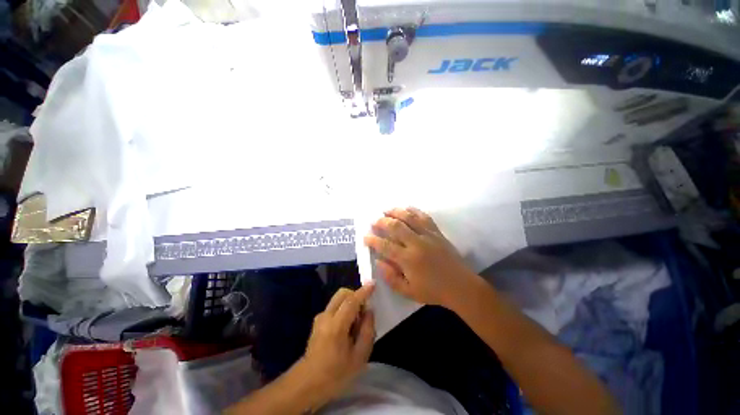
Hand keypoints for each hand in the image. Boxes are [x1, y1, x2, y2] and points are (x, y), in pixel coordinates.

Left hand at [300, 284, 375, 400]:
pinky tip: (346, 328)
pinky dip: (343, 309)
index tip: (373, 283)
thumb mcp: (359, 357)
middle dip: (356, 296)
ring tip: (355, 326)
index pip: (351, 301)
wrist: (307, 383)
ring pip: (338, 299)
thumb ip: (367, 331)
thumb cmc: (336, 374)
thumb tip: (369, 311)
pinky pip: (334, 307)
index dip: (363, 291)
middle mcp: (326, 316)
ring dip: (350, 304)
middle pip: (343, 293)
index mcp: (336, 326)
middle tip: (363, 313)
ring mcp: (320, 317)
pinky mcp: (318, 321)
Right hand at [363, 207, 477, 308]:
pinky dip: (414, 211)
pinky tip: (407, 208)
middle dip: (382, 222)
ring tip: (386, 210)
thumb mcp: (408, 292)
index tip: (365, 236)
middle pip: (396, 226)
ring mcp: (428, 235)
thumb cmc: (433, 291)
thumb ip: (391, 277)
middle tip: (374, 221)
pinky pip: (424, 217)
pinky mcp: (437, 232)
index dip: (373, 240)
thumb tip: (379, 261)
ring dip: (396, 212)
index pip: (385, 246)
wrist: (461, 286)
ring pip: (409, 218)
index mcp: (408, 260)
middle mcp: (417, 243)